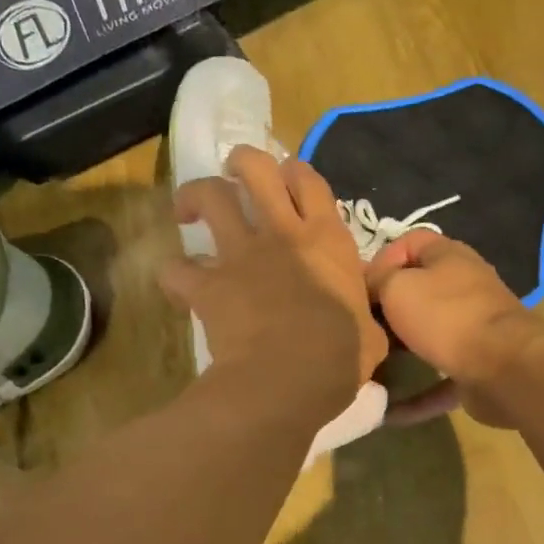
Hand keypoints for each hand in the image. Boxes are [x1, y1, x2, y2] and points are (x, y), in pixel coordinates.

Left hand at [163, 148, 387, 419]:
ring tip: (188, 210)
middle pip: (256, 167)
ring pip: (209, 196)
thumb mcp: (370, 332)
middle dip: (241, 163)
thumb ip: (362, 315)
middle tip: (235, 178)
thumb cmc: (340, 358)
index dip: (295, 173)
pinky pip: (176, 269)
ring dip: (195, 196)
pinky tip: (179, 285)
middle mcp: (282, 233)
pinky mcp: (207, 284)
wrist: (290, 380)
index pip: (309, 180)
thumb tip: (365, 323)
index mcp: (327, 240)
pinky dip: (173, 274)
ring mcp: (240, 255)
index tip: (288, 183)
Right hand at [365, 230, 543, 426]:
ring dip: (400, 353)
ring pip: (429, 337)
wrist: (504, 368)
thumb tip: (369, 286)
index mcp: (449, 257)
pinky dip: (415, 398)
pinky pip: (438, 382)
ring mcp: (474, 329)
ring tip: (367, 368)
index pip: (411, 243)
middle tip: (360, 328)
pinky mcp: (477, 369)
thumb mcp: (398, 287)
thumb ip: (377, 281)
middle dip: (388, 310)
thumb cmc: (446, 316)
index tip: (360, 286)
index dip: (382, 259)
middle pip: (418, 292)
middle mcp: (464, 288)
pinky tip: (386, 413)